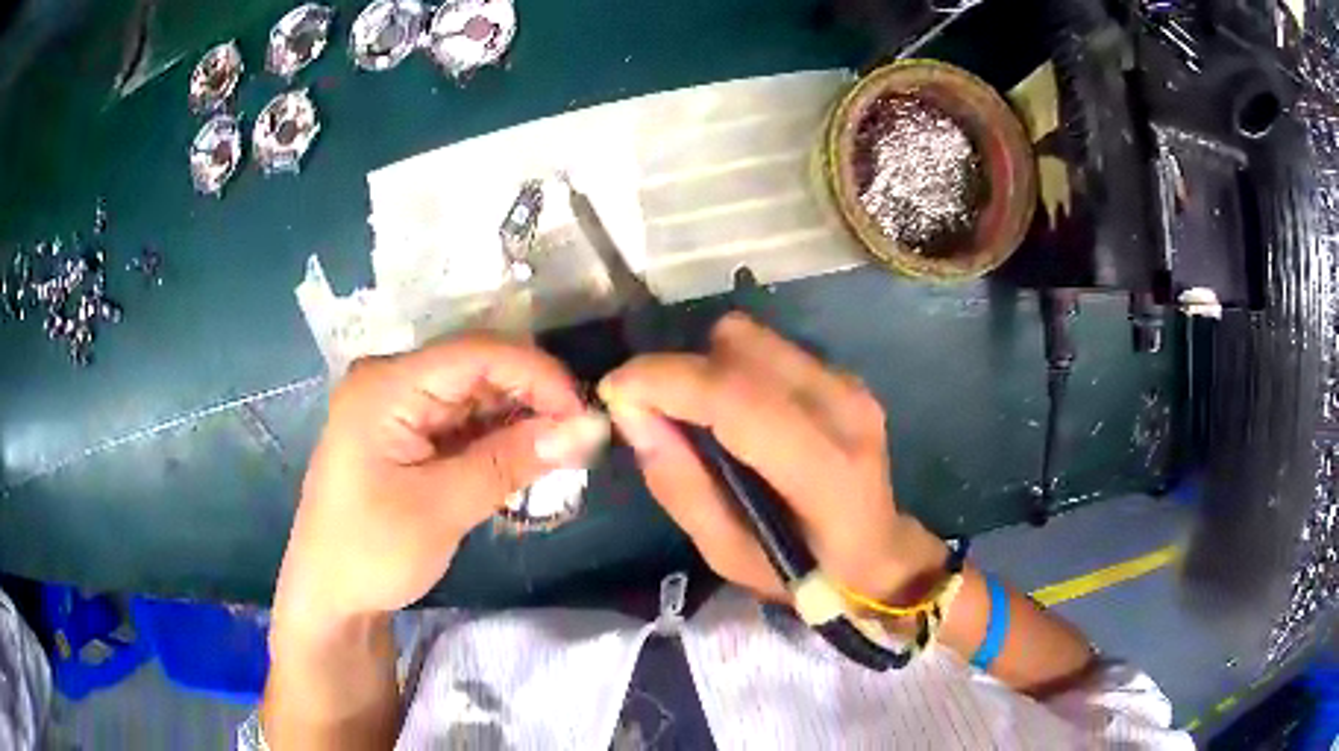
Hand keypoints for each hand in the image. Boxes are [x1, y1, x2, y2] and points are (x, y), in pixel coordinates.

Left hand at [272, 336, 606, 629]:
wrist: (330, 595)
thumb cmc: (372, 552)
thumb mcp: (443, 508)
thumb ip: (512, 462)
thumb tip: (589, 428)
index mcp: (386, 386)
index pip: (476, 354)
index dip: (538, 375)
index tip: (586, 415)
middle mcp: (391, 380)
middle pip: (478, 368)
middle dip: (533, 398)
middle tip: (581, 439)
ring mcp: (397, 404)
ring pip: (476, 394)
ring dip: (519, 420)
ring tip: (562, 452)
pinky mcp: (406, 430)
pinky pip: (463, 419)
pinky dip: (497, 437)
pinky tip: (525, 459)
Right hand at [599, 313, 946, 602]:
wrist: (877, 553)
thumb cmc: (804, 571)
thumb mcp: (727, 554)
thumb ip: (680, 486)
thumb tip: (632, 414)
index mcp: (824, 469)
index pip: (736, 398)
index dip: (665, 381)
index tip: (614, 390)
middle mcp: (843, 408)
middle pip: (739, 346)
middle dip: (682, 371)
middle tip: (658, 415)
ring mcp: (849, 384)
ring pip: (750, 337)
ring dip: (707, 367)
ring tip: (699, 418)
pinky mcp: (843, 374)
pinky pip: (766, 348)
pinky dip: (733, 369)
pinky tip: (737, 415)